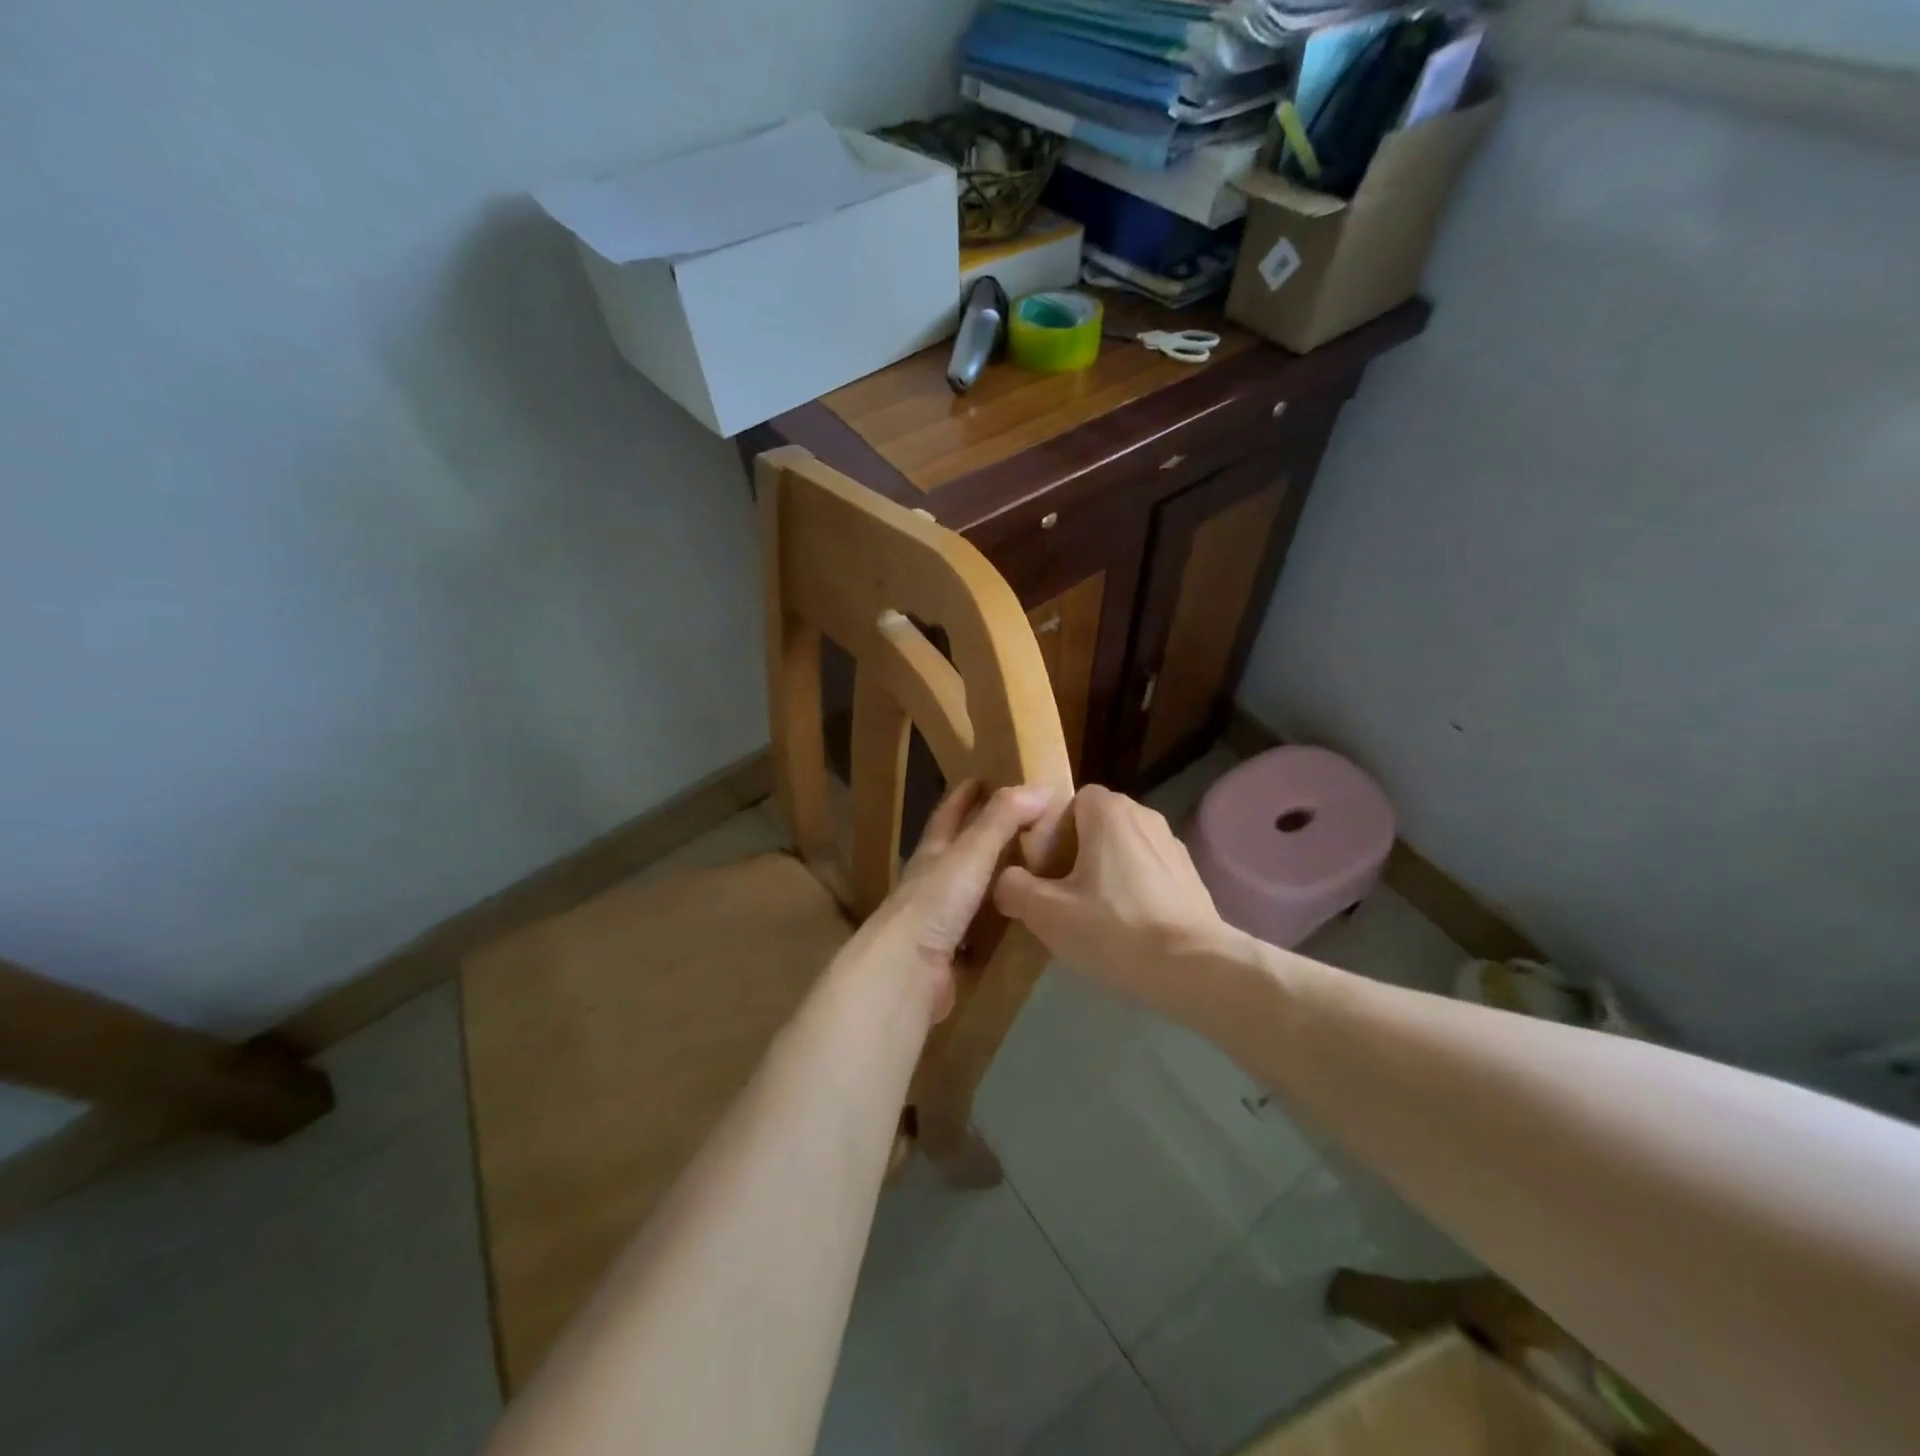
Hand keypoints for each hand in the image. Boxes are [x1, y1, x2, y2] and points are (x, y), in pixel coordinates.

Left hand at [846, 781, 1057, 1021]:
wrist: (906, 971)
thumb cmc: (936, 902)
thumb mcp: (971, 852)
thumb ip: (1003, 819)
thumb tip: (1042, 787)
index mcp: (933, 852)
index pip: (949, 813)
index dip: (966, 794)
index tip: (985, 778)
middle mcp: (933, 881)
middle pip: (959, 850)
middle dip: (984, 834)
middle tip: (1024, 823)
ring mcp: (940, 918)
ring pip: (971, 890)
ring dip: (994, 879)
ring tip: (1032, 870)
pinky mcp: (951, 953)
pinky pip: (980, 930)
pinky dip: (998, 921)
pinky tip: (1021, 922)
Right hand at [994, 785, 1233, 1019]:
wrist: (1194, 968)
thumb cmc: (1114, 928)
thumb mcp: (1046, 912)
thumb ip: (1014, 887)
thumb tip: (1005, 881)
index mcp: (1110, 811)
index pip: (1072, 800)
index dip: (1052, 829)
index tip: (1043, 867)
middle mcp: (1145, 815)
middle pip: (1097, 823)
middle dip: (1075, 852)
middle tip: (1061, 893)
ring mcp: (1173, 845)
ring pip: (1123, 848)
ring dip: (1105, 871)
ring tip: (1093, 914)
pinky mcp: (1191, 876)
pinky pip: (1148, 871)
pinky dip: (1133, 889)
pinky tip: (1128, 927)